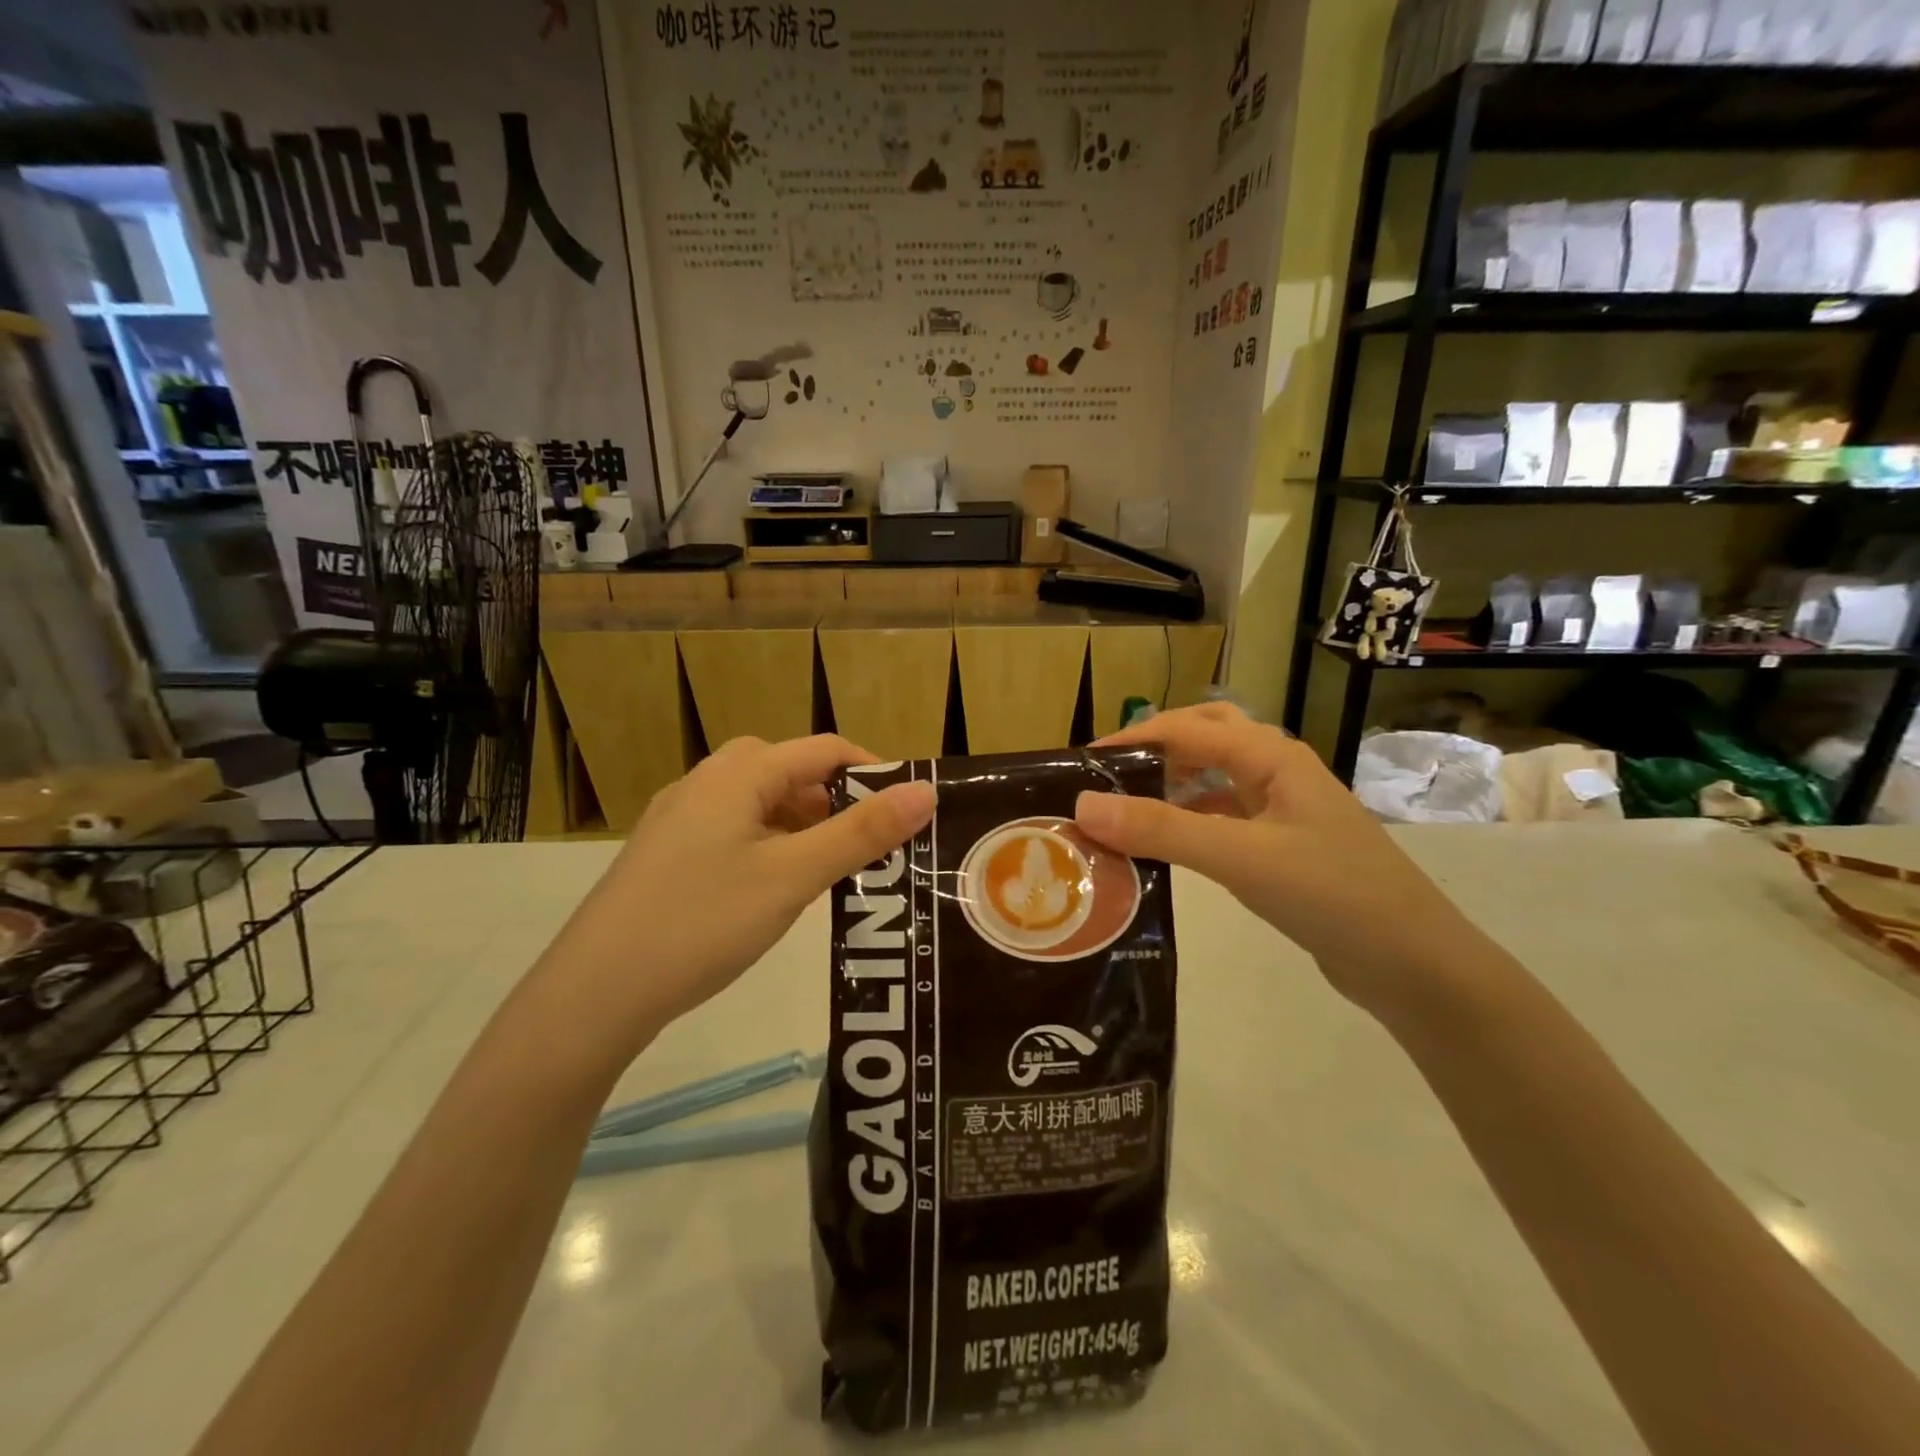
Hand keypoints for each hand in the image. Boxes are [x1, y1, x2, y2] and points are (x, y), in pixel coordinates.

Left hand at [539, 736, 935, 1059]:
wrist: (594, 994)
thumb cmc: (703, 922)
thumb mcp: (793, 876)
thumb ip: (862, 832)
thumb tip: (926, 790)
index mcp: (738, 774)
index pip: (823, 748)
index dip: (872, 770)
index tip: (908, 809)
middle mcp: (705, 783)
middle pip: (789, 771)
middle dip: (837, 799)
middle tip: (871, 842)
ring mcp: (680, 820)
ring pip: (759, 804)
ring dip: (803, 824)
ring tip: (833, 868)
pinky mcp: (667, 856)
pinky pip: (734, 832)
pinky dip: (770, 845)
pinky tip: (777, 887)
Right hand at [1072, 703, 1486, 1019]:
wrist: (1415, 966)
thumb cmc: (1332, 895)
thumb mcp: (1240, 857)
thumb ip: (1161, 829)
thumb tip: (1082, 805)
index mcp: (1272, 756)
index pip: (1187, 728)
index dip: (1133, 738)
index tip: (1082, 763)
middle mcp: (1278, 772)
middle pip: (1205, 738)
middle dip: (1155, 749)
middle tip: (1108, 776)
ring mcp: (1284, 811)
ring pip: (1215, 780)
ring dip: (1171, 786)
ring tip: (1125, 810)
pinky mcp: (1284, 847)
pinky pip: (1225, 819)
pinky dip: (1190, 823)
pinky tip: (1167, 848)